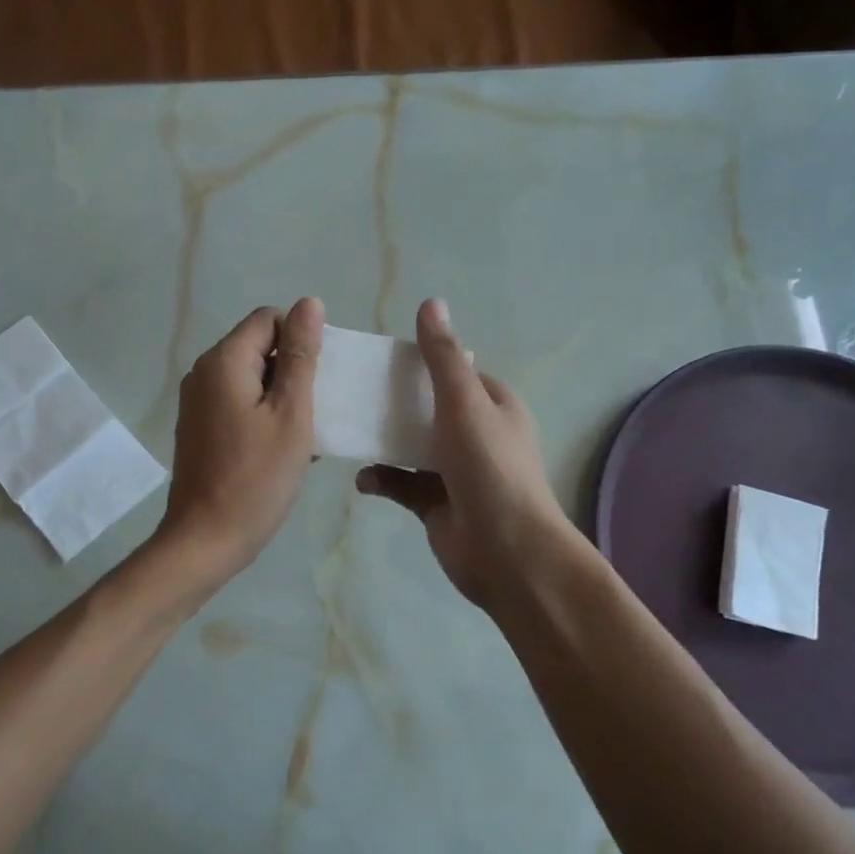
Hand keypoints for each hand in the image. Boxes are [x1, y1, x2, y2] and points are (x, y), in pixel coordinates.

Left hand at [158, 298, 324, 577]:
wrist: (206, 540)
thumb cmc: (256, 478)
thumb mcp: (291, 413)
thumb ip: (301, 356)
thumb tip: (308, 303)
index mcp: (224, 361)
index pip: (269, 319)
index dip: (301, 340)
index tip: (320, 380)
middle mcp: (203, 373)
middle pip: (258, 346)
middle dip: (293, 370)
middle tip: (317, 410)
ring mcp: (197, 402)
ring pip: (251, 378)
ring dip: (282, 397)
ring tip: (303, 434)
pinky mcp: (200, 427)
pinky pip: (238, 404)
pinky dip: (263, 416)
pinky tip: (281, 449)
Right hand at [356, 299, 570, 614]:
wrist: (506, 551)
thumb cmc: (488, 467)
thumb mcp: (464, 402)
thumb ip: (442, 356)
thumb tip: (431, 302)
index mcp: (492, 404)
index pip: (452, 372)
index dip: (418, 362)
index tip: (377, 359)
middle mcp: (475, 433)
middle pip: (426, 408)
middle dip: (392, 402)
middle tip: (352, 392)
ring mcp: (455, 471)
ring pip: (410, 446)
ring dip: (382, 441)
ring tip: (348, 430)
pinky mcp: (436, 503)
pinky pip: (402, 483)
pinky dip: (382, 479)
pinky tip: (363, 479)